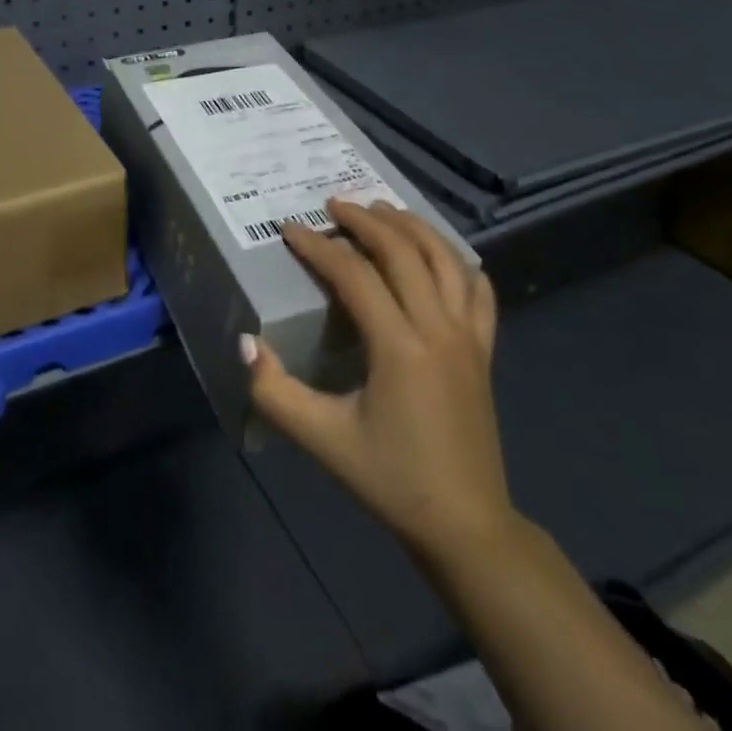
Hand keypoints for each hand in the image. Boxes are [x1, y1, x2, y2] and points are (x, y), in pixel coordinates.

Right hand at [244, 200, 512, 562]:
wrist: (466, 526)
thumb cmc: (392, 480)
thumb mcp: (324, 440)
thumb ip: (276, 392)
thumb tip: (246, 342)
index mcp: (399, 347)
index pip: (355, 275)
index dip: (319, 247)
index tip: (291, 229)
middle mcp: (438, 328)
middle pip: (403, 251)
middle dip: (366, 220)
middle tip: (335, 205)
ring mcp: (469, 336)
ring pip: (445, 258)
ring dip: (412, 227)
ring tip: (382, 210)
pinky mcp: (485, 350)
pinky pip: (479, 290)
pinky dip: (459, 260)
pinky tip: (442, 254)